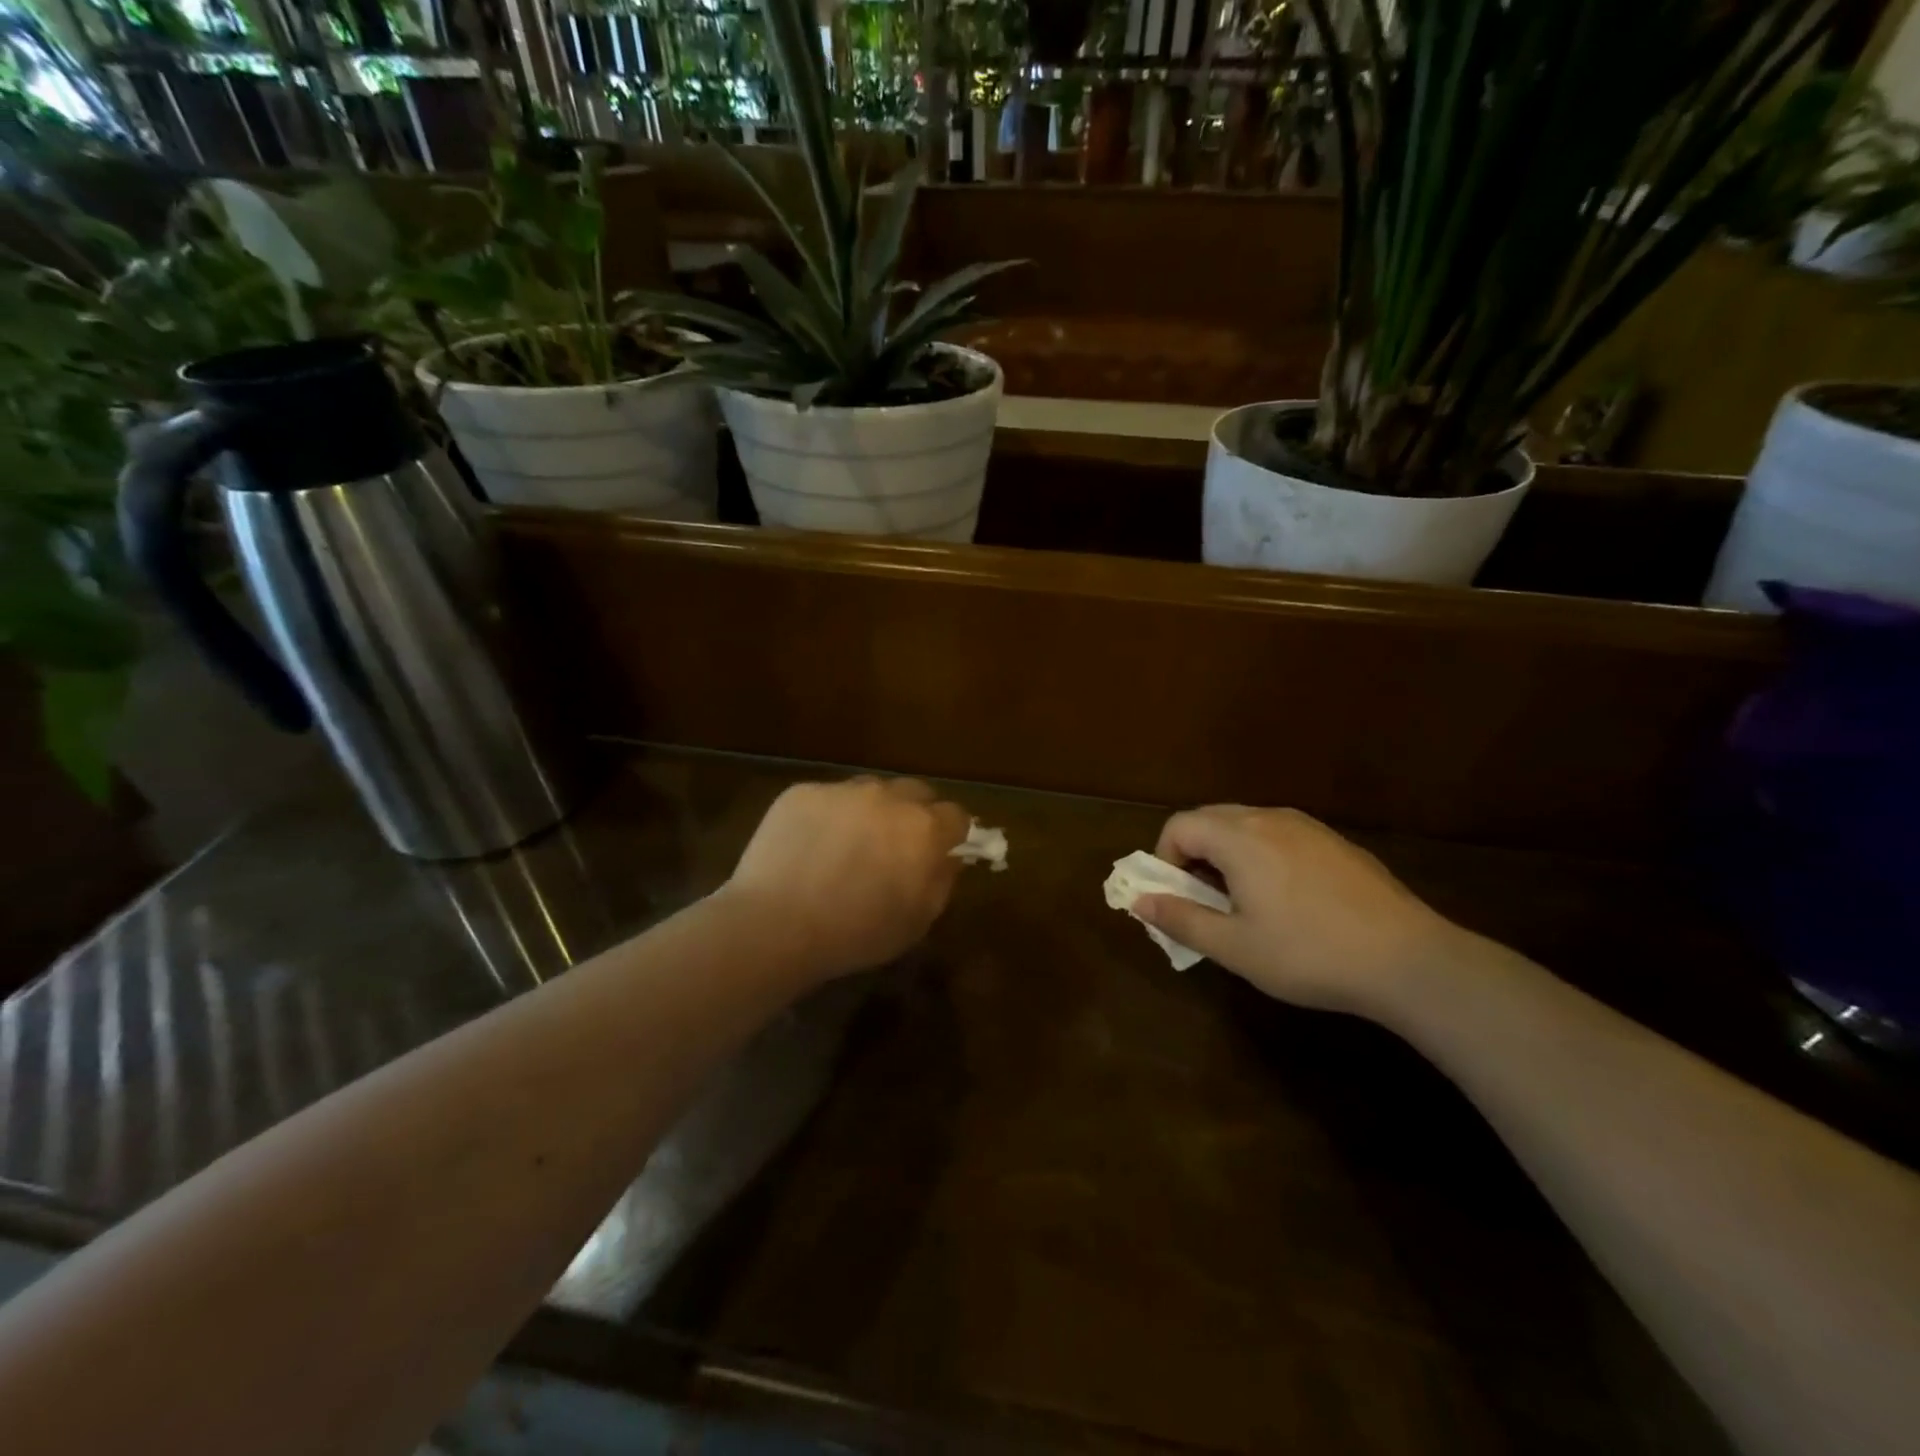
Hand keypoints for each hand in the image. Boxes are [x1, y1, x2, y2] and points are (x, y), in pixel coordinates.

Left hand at [721, 776, 972, 978]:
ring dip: (872, 811)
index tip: (939, 852)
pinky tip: (811, 845)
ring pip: (871, 790)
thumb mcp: (916, 922)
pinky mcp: (803, 792)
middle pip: (916, 792)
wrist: (776, 924)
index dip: (950, 834)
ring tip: (849, 844)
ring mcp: (843, 790)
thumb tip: (948, 858)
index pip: (956, 815)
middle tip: (895, 846)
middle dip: (914, 814)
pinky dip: (828, 816)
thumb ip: (941, 882)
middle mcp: (888, 797)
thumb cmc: (855, 934)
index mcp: (924, 830)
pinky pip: (828, 797)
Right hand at [1132, 806, 1459, 1016]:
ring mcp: (1308, 827)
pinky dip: (1262, 855)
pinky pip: (1280, 835)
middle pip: (1210, 818)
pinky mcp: (1336, 843)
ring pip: (1247, 825)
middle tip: (1203, 900)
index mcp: (1239, 838)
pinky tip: (1287, 900)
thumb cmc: (1309, 954)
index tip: (1177, 898)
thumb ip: (1181, 919)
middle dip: (1193, 853)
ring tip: (1243, 902)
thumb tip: (1139, 901)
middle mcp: (1270, 818)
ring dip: (1227, 854)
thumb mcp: (1234, 947)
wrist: (1408, 960)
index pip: (1179, 825)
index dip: (1164, 858)